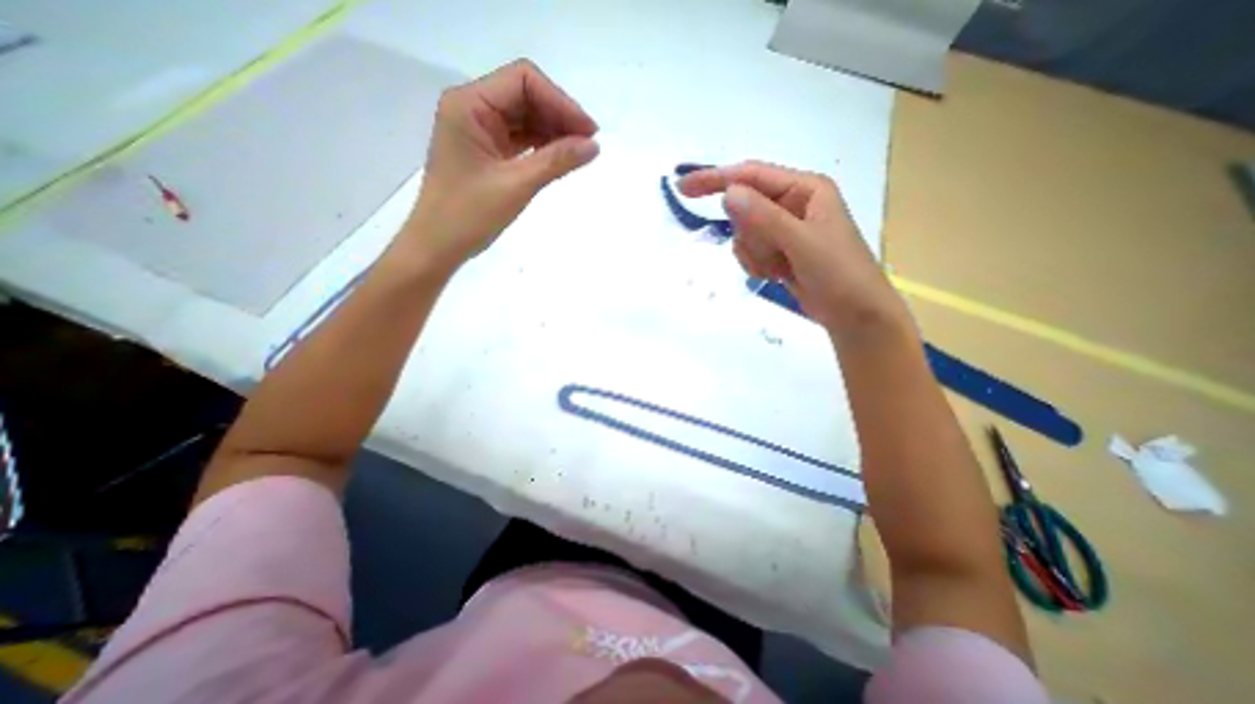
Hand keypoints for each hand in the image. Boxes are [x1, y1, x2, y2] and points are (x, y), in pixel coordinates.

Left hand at [400, 57, 600, 271]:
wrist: (438, 246)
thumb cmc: (469, 215)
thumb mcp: (517, 185)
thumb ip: (556, 161)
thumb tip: (594, 146)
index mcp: (469, 104)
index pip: (523, 81)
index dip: (561, 102)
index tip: (589, 132)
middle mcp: (472, 108)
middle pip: (525, 96)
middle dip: (559, 116)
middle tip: (589, 144)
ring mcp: (478, 130)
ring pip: (525, 118)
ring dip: (553, 131)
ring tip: (579, 153)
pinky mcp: (486, 151)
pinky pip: (520, 138)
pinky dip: (542, 146)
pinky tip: (560, 158)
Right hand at [677, 163, 914, 342]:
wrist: (855, 315)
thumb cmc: (839, 273)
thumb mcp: (801, 243)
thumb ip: (764, 218)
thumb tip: (727, 192)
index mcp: (804, 189)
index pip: (751, 175)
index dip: (716, 179)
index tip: (684, 188)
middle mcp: (793, 204)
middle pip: (745, 207)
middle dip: (750, 234)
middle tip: (771, 252)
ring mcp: (784, 229)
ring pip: (744, 233)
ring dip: (754, 254)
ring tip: (779, 268)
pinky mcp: (779, 251)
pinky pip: (750, 251)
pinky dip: (756, 265)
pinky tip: (776, 275)